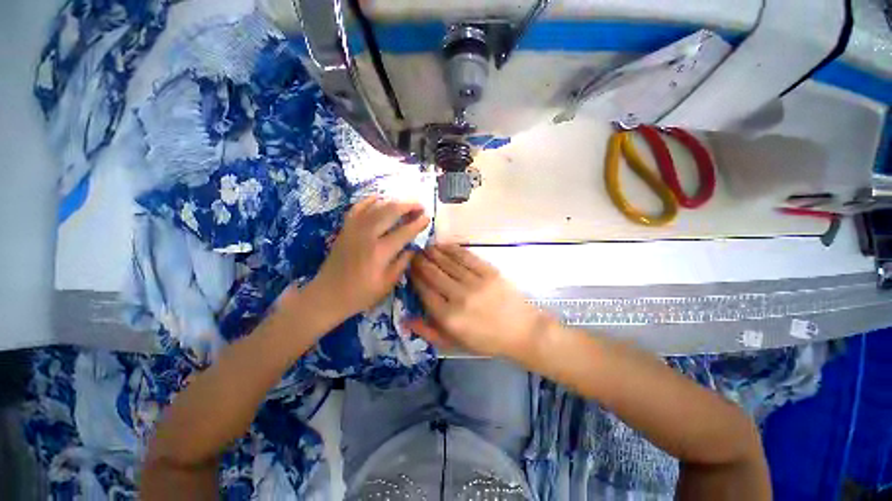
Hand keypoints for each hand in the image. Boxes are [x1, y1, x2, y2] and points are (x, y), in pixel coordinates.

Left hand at [308, 197, 429, 321]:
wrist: (328, 294)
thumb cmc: (360, 293)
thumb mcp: (387, 284)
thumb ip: (402, 263)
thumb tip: (413, 248)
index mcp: (380, 252)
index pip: (404, 232)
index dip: (418, 223)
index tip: (428, 218)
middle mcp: (367, 235)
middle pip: (390, 211)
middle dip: (408, 206)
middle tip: (420, 206)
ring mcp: (354, 228)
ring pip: (376, 206)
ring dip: (393, 201)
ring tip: (405, 203)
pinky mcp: (345, 228)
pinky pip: (358, 207)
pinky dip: (370, 200)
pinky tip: (380, 198)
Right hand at [407, 244, 552, 358]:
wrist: (522, 331)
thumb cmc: (487, 340)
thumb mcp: (455, 343)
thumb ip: (429, 332)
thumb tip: (406, 319)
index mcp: (449, 317)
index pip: (424, 291)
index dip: (415, 277)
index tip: (409, 268)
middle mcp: (459, 297)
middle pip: (434, 274)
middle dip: (421, 262)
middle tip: (414, 254)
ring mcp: (475, 282)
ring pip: (448, 263)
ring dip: (434, 253)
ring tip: (426, 248)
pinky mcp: (489, 272)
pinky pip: (467, 257)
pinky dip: (453, 250)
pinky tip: (444, 245)